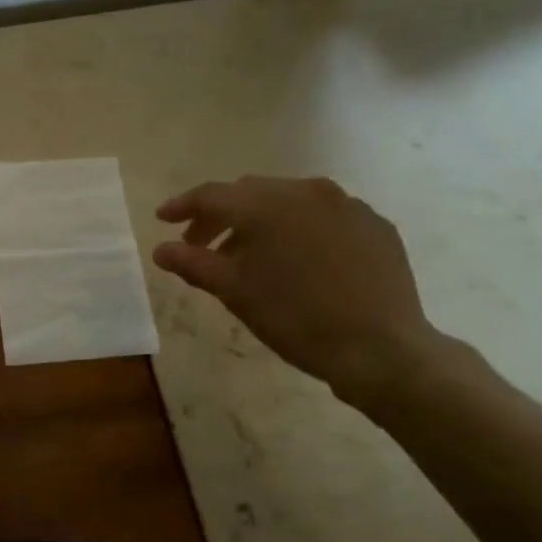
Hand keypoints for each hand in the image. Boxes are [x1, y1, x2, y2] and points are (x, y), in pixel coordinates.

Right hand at [153, 175, 441, 401]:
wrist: (381, 350)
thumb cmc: (296, 318)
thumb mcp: (235, 292)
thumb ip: (193, 263)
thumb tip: (160, 249)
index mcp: (267, 204)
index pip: (212, 195)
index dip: (183, 206)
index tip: (162, 219)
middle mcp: (306, 191)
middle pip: (250, 193)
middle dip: (221, 216)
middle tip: (202, 246)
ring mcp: (347, 204)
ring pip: (288, 201)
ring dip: (261, 221)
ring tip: (251, 256)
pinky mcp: (375, 224)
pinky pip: (325, 216)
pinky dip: (300, 229)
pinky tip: (299, 260)